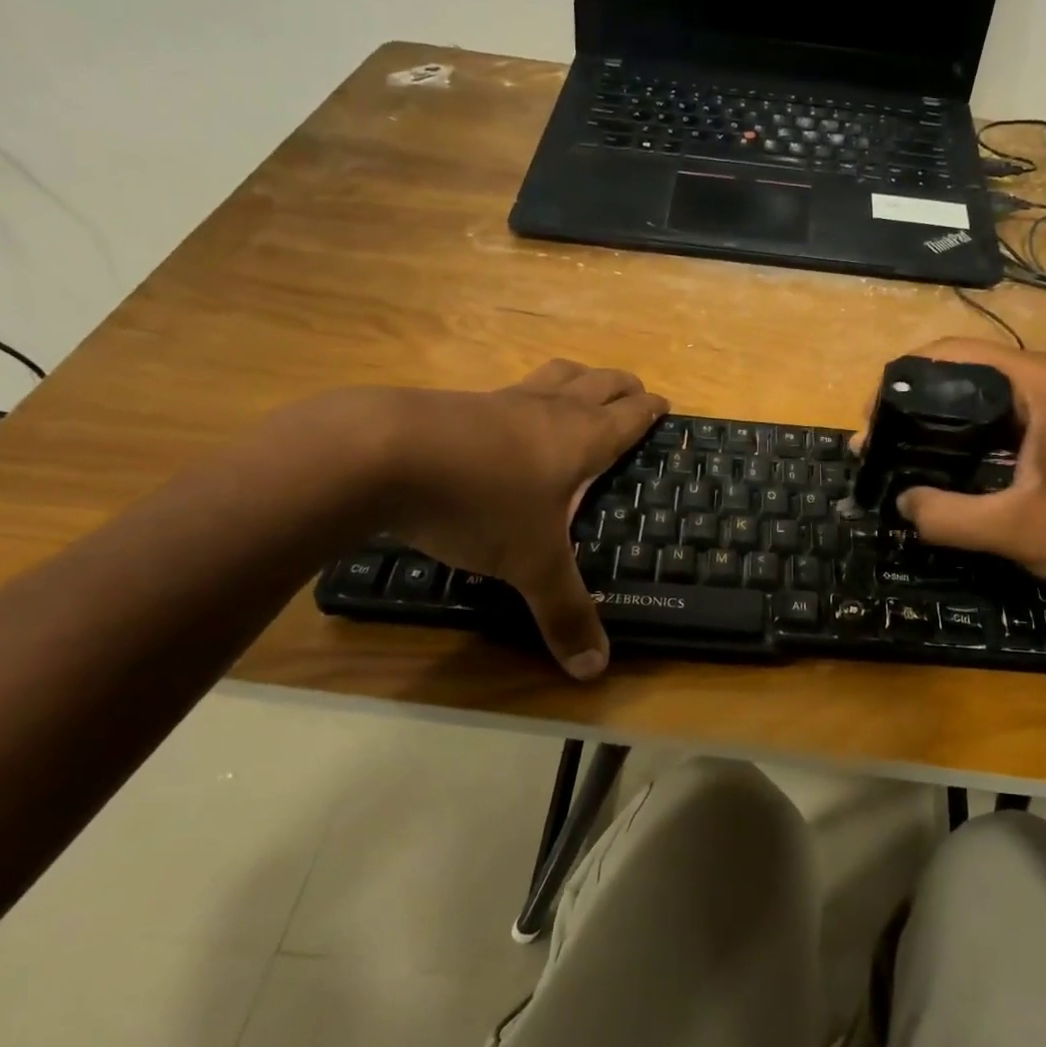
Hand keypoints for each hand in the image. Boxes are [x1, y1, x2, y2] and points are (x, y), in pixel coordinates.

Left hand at [364, 360, 667, 677]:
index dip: (649, 409)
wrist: (383, 455)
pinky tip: (509, 416)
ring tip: (583, 386)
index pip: (628, 416)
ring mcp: (501, 401)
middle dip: (621, 385)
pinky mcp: (459, 403)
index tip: (663, 404)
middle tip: (635, 391)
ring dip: (577, 378)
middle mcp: (548, 410)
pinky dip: (525, 394)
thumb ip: (565, 613)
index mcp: (581, 439)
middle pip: (597, 383)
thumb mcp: (530, 565)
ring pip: (553, 375)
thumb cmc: (481, 503)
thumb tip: (596, 671)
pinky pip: (508, 390)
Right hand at [890, 339, 1045, 613]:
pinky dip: (992, 436)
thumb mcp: (1016, 530)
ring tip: (918, 457)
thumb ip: (946, 515)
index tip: (873, 423)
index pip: (957, 354)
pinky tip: (971, 468)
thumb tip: (903, 503)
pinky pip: (1029, 417)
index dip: (904, 381)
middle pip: (978, 372)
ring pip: (1004, 397)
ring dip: (959, 423)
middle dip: (926, 405)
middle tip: (888, 445)